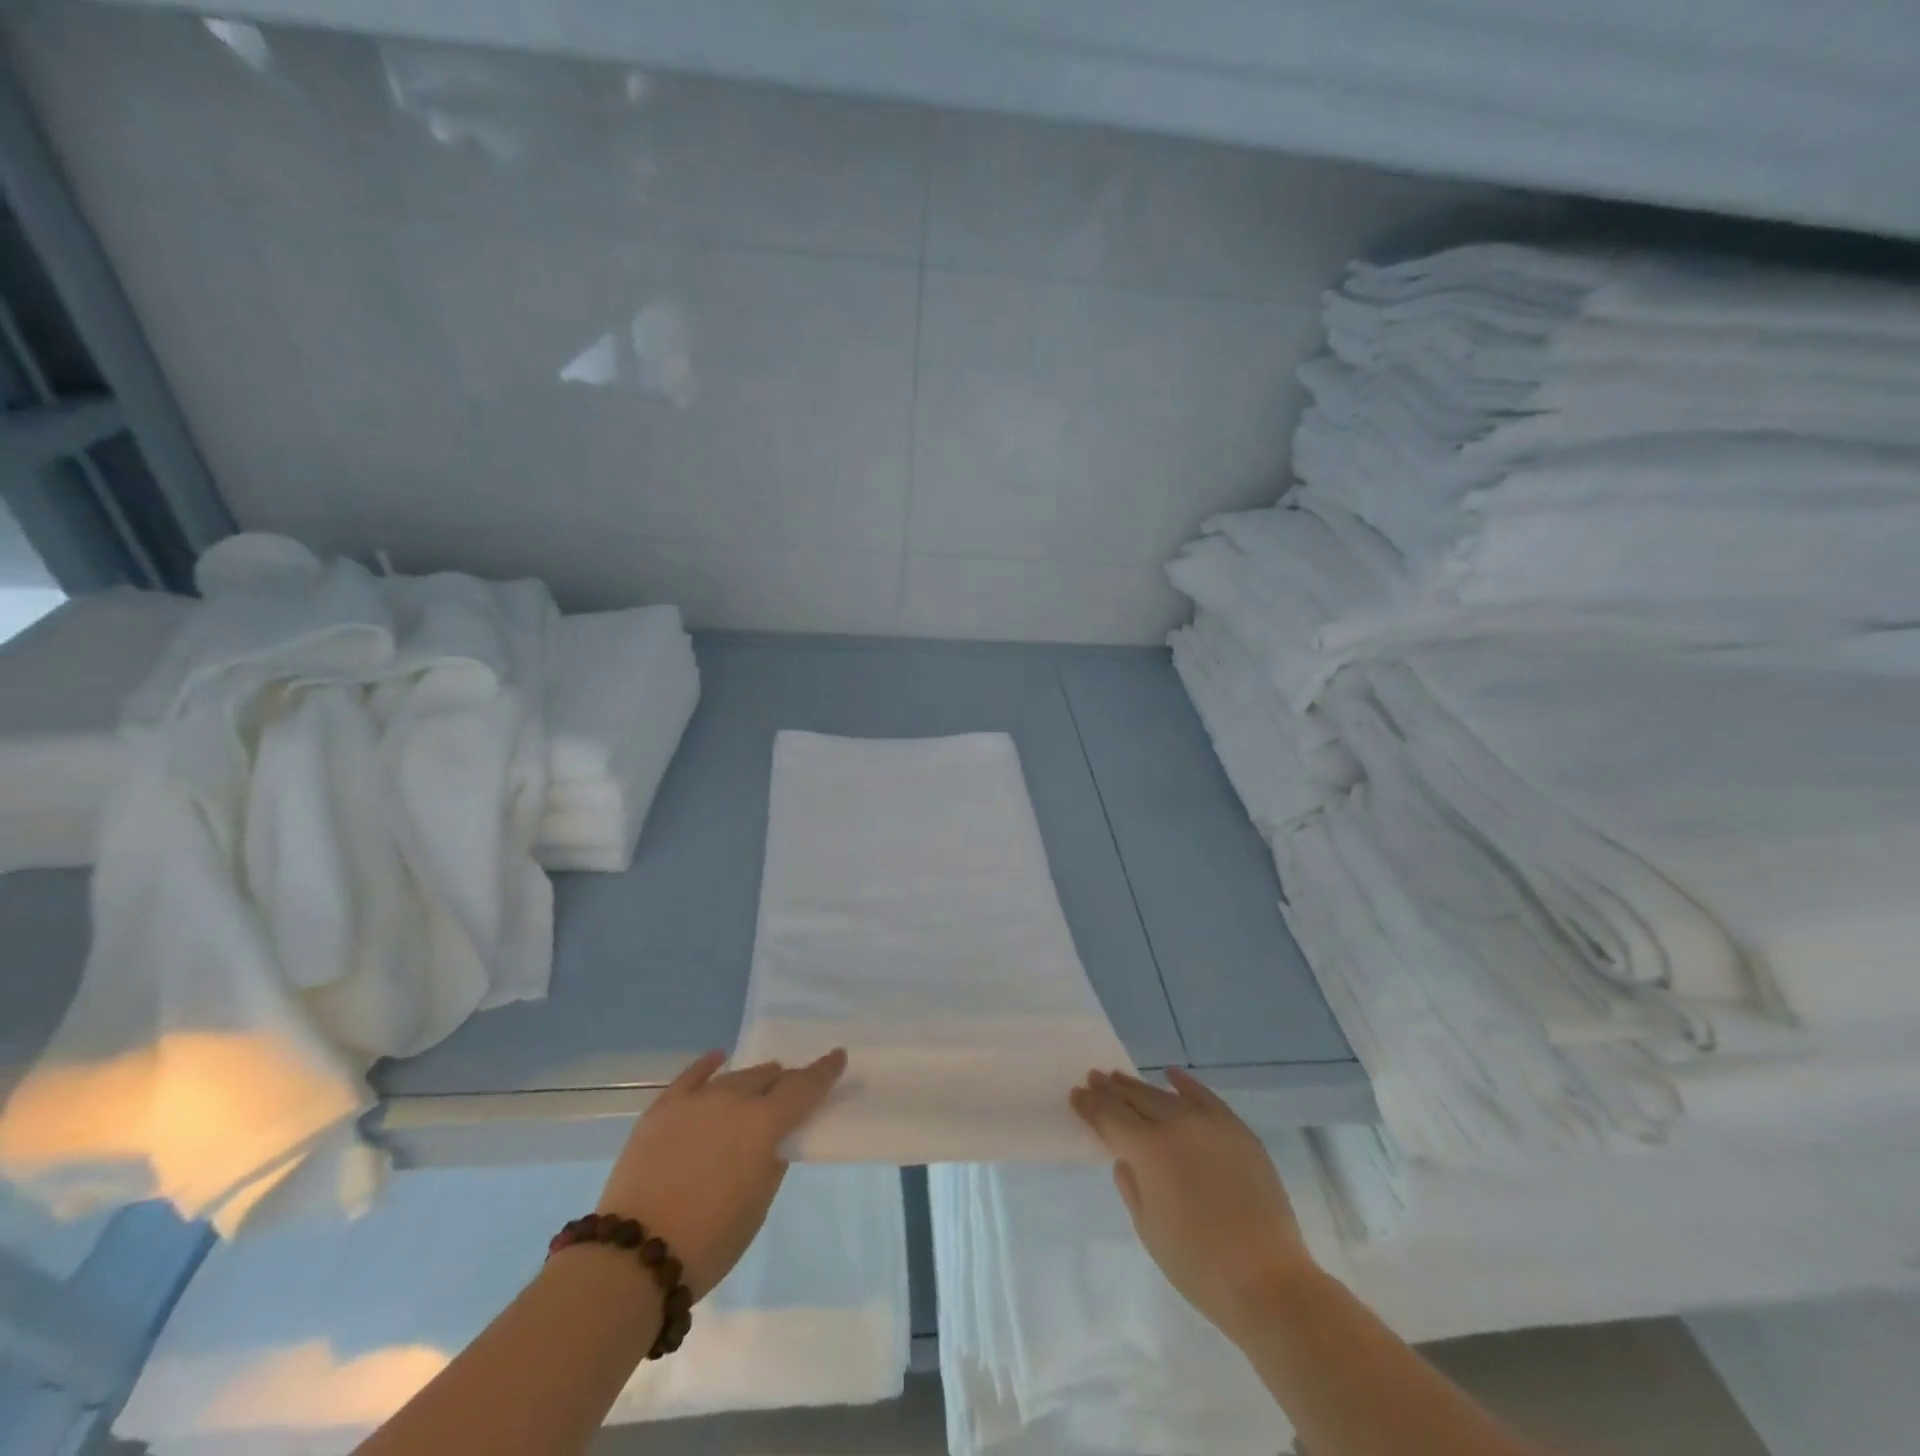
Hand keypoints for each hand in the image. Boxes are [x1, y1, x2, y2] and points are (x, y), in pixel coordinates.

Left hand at [597, 1048, 845, 1299]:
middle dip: (784, 1081)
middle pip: (768, 1077)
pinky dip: (709, 1066)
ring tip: (761, 1082)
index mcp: (765, 1124)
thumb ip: (771, 1160)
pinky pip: (691, 1076)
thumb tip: (773, 1140)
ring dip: (752, 1079)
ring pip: (735, 1077)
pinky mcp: (663, 1108)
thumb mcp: (758, 1204)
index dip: (824, 1071)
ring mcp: (696, 1100)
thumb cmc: (709, 1241)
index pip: (804, 1088)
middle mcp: (735, 1099)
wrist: (635, 1257)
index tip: (837, 1056)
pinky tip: (718, 1059)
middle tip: (791, 1088)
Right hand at [1071, 1067, 1314, 1337]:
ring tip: (1120, 1078)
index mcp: (1148, 1150)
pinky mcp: (1237, 1131)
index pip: (1110, 1117)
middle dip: (1111, 1089)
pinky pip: (1206, 1097)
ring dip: (1140, 1086)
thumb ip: (1131, 1184)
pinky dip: (1185, 1083)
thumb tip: (1126, 1156)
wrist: (1267, 1280)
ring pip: (1166, 1095)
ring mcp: (1209, 1124)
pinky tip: (1171, 1074)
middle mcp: (1175, 1125)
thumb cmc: (1198, 1264)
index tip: (1076, 1095)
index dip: (1090, 1105)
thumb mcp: (1148, 1228)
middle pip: (1135, 1098)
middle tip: (1094, 1078)